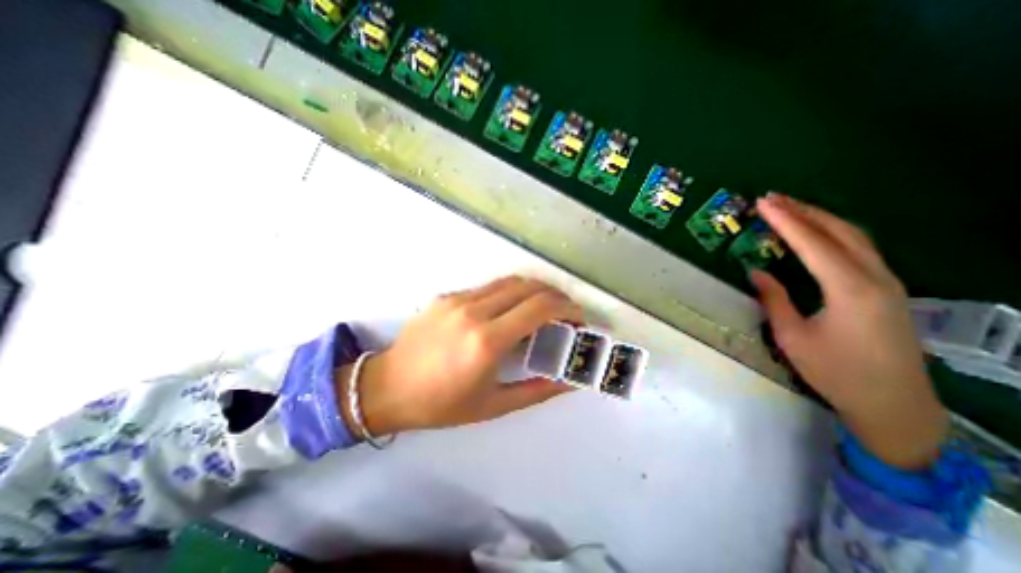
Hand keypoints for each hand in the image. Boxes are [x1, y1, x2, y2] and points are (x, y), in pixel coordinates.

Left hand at [337, 275, 581, 432]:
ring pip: (509, 281)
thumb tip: (568, 380)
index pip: (539, 307)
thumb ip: (537, 391)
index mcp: (486, 341)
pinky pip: (488, 287)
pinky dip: (509, 293)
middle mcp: (474, 311)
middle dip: (555, 295)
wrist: (387, 387)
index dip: (566, 307)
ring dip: (534, 290)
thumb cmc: (441, 404)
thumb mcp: (493, 406)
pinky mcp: (447, 295)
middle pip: (528, 287)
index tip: (577, 317)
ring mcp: (458, 299)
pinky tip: (509, 311)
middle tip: (565, 312)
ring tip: (543, 308)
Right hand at [747, 192, 949, 470]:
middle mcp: (875, 277)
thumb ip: (774, 299)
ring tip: (790, 208)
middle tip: (773, 198)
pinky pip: (860, 249)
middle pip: (840, 231)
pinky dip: (834, 233)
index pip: (813, 244)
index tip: (763, 203)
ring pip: (855, 237)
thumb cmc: (835, 371)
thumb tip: (756, 272)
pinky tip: (817, 233)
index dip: (785, 221)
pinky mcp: (888, 289)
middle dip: (804, 211)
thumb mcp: (792, 336)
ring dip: (821, 218)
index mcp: (849, 289)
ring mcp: (887, 282)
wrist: (894, 404)